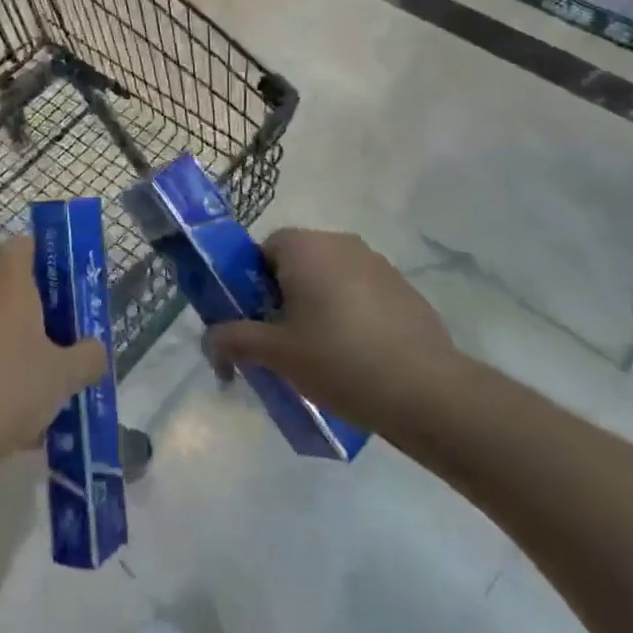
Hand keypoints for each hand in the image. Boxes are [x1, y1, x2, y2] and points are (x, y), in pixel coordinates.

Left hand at [0, 237, 106, 478]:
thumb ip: (88, 358)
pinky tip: (4, 419)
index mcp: (7, 282)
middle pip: (9, 290)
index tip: (67, 291)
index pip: (25, 246)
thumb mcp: (63, 378)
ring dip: (12, 350)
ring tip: (37, 395)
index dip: (48, 261)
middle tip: (62, 349)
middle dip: (36, 317)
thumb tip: (94, 350)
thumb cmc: (4, 391)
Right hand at [202, 229, 467, 437]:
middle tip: (283, 342)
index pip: (262, 250)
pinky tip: (357, 356)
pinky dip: (351, 314)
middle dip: (284, 296)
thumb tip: (208, 340)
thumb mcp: (276, 353)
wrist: (425, 390)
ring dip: (319, 305)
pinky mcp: (404, 288)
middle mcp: (340, 242)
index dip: (252, 285)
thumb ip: (234, 340)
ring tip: (321, 354)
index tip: (256, 321)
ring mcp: (377, 263)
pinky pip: (361, 292)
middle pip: (297, 262)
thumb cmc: (338, 359)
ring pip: (330, 277)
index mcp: (304, 246)